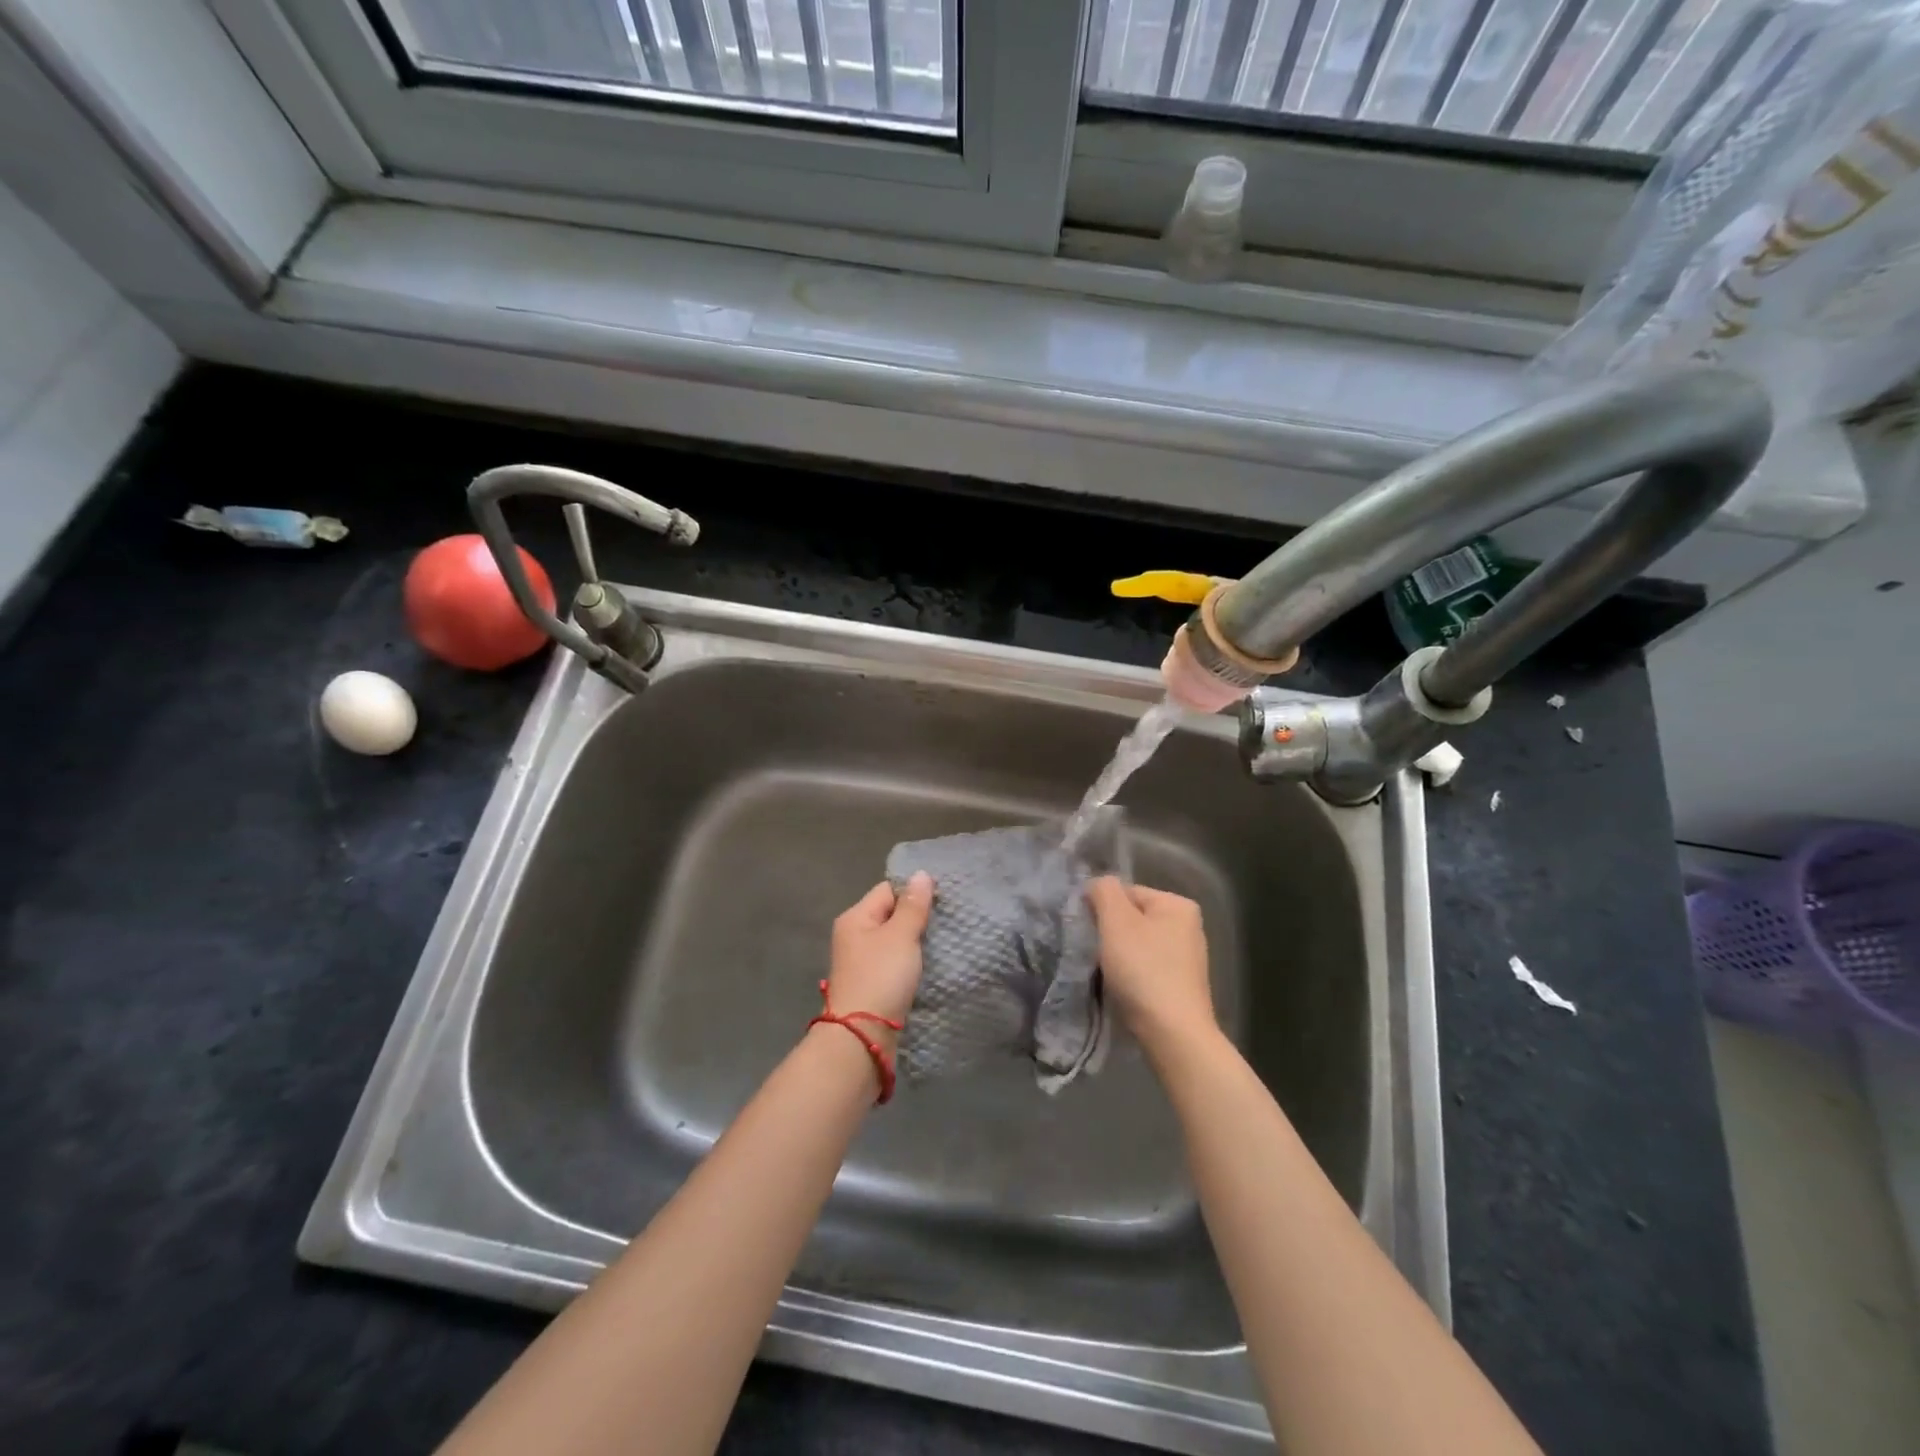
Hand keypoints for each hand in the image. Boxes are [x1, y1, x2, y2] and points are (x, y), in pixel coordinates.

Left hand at [826, 873, 934, 1046]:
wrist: (862, 1037)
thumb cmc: (880, 977)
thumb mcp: (900, 936)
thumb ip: (913, 905)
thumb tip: (921, 873)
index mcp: (855, 918)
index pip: (887, 890)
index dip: (913, 891)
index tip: (942, 899)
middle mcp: (854, 936)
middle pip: (890, 915)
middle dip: (917, 917)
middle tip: (948, 920)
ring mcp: (862, 963)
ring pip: (894, 941)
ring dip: (915, 942)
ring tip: (944, 941)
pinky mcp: (872, 985)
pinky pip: (895, 964)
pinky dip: (911, 963)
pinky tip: (930, 965)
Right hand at [1087, 878, 1217, 1059]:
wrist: (1173, 1035)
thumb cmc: (1144, 970)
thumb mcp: (1116, 921)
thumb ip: (1104, 891)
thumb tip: (1098, 884)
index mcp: (1178, 904)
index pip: (1127, 892)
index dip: (1102, 909)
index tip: (1089, 932)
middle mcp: (1189, 927)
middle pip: (1132, 919)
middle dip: (1110, 934)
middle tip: (1095, 953)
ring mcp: (1187, 959)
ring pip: (1137, 946)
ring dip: (1118, 956)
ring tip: (1106, 974)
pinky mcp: (1181, 987)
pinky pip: (1146, 969)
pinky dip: (1131, 976)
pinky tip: (1122, 990)